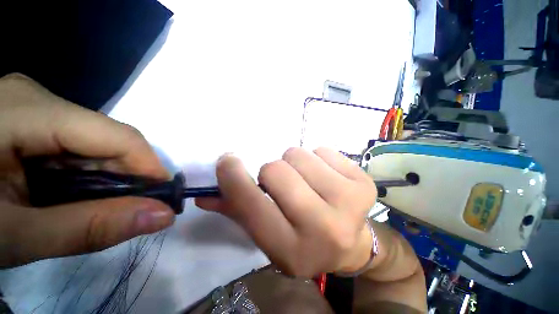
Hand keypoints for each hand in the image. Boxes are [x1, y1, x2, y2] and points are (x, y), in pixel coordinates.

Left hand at [0, 74, 174, 267]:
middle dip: (127, 177)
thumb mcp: (15, 235)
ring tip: (97, 207)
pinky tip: (73, 192)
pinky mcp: (31, 118)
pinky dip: (86, 172)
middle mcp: (37, 98)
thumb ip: (87, 228)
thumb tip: (162, 216)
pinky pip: (76, 145)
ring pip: (94, 143)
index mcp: (29, 111)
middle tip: (132, 210)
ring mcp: (33, 106)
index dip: (150, 167)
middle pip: (107, 138)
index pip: (117, 136)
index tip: (165, 198)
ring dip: (106, 177)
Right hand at [196, 147, 376, 276]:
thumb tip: (205, 194)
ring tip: (306, 181)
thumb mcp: (270, 235)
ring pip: (298, 155)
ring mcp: (349, 203)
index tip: (227, 161)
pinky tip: (326, 177)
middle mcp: (322, 228)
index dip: (233, 177)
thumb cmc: (305, 239)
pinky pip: (322, 149)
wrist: (352, 243)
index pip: (252, 205)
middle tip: (283, 183)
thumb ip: (238, 211)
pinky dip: (317, 158)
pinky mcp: (364, 183)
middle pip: (276, 170)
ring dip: (294, 163)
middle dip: (272, 172)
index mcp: (292, 249)